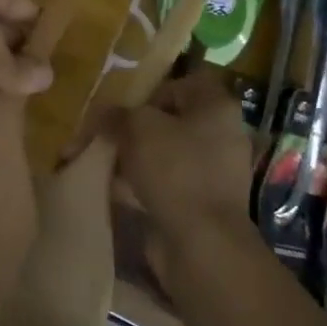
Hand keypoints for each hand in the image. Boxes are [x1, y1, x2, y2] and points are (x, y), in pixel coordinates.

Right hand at [108, 69, 259, 261]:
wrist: (200, 242)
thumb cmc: (174, 169)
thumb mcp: (137, 127)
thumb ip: (119, 114)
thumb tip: (105, 113)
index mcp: (216, 106)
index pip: (182, 83)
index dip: (150, 90)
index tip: (123, 106)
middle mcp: (221, 134)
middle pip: (170, 119)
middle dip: (136, 127)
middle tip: (107, 133)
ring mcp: (214, 171)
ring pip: (165, 152)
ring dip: (136, 156)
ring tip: (106, 162)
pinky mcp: (202, 201)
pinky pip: (167, 182)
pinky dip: (143, 183)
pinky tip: (117, 189)